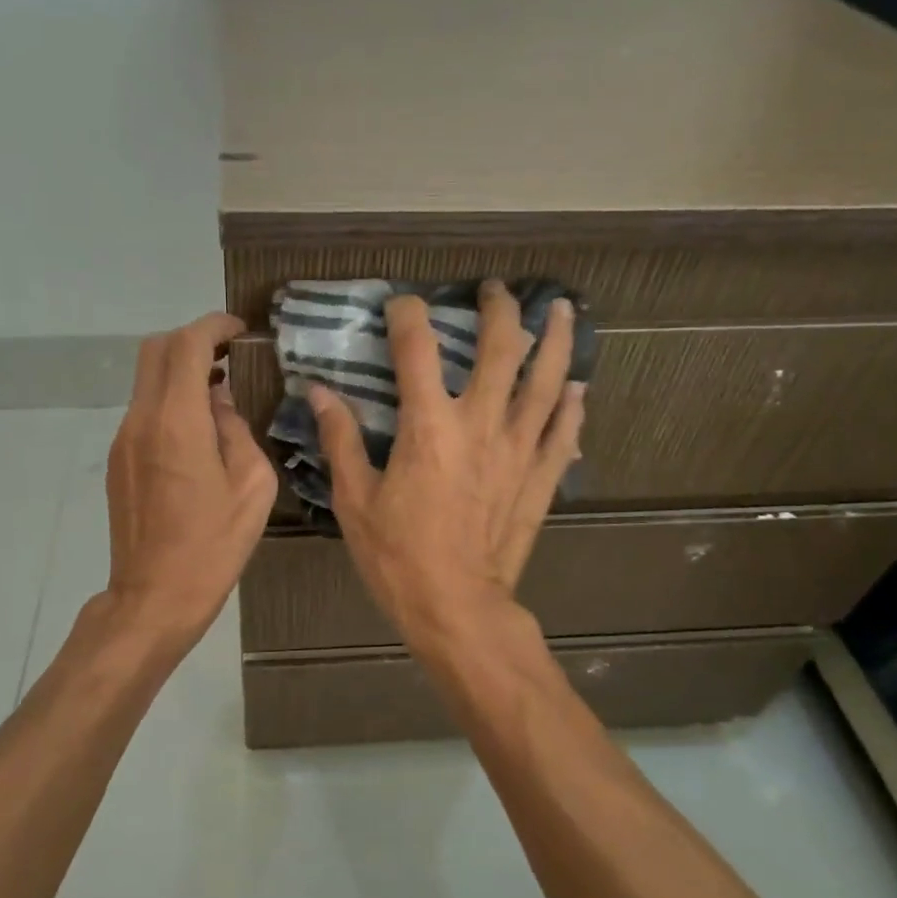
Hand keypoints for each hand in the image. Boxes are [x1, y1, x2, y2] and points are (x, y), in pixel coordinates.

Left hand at [103, 313, 277, 647]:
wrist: (154, 596)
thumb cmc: (213, 545)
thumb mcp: (251, 485)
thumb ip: (237, 429)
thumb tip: (221, 402)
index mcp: (177, 421)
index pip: (186, 345)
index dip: (213, 326)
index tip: (240, 330)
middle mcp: (141, 420)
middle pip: (155, 350)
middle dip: (192, 340)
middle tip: (229, 354)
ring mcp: (123, 440)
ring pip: (146, 379)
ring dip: (180, 371)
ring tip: (219, 391)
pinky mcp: (118, 460)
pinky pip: (143, 410)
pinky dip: (169, 400)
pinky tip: (198, 429)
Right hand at [310, 281, 585, 647]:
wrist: (457, 607)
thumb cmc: (397, 556)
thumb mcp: (355, 499)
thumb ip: (340, 439)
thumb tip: (319, 392)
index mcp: (429, 427)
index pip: (418, 350)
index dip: (408, 316)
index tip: (401, 304)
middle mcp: (481, 425)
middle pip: (500, 350)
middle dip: (498, 311)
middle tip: (495, 290)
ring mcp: (518, 450)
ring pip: (546, 381)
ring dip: (554, 340)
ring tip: (560, 310)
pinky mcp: (541, 478)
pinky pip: (564, 432)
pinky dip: (572, 406)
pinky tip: (577, 386)